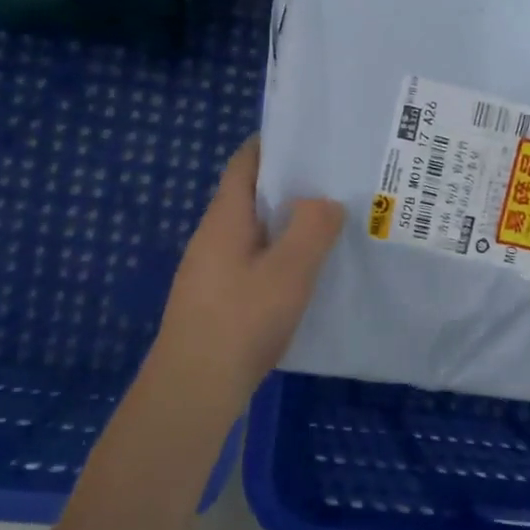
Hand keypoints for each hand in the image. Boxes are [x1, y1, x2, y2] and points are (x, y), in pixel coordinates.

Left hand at [145, 137, 343, 411]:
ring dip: (285, 225)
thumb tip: (324, 201)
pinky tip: (303, 275)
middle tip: (335, 185)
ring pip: (252, 232)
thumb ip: (312, 229)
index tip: (314, 142)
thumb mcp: (289, 271)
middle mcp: (212, 236)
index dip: (275, 145)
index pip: (245, 162)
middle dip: (289, 187)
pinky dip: (277, 256)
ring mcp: (210, 269)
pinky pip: (250, 261)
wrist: (193, 387)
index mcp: (225, 218)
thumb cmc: (242, 321)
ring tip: (329, 227)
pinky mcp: (215, 298)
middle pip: (250, 196)